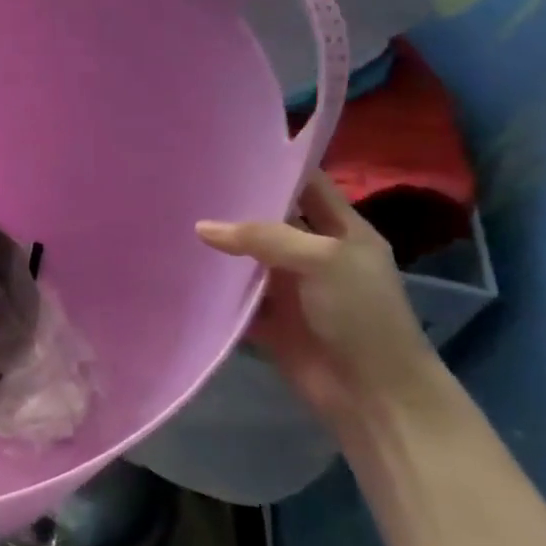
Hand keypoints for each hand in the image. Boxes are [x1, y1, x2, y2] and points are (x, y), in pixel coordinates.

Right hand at [197, 172, 437, 425]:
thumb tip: (203, 227)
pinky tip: (178, 270)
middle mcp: (314, 254)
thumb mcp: (322, 260)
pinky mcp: (268, 319)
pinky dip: (212, 289)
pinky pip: (234, 297)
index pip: (307, 186)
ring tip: (173, 220)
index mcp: (342, 231)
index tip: (229, 152)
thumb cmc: (360, 314)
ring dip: (218, 248)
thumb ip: (263, 237)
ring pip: (246, 259)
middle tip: (189, 185)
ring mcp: (290, 288)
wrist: (372, 393)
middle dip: (234, 207)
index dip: (276, 167)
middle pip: (269, 221)